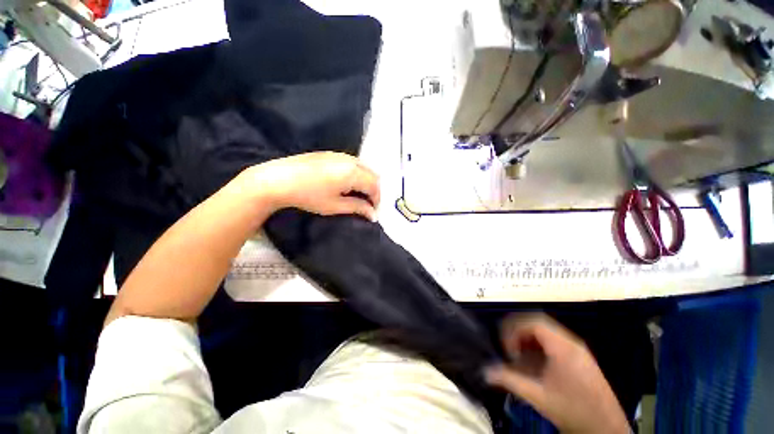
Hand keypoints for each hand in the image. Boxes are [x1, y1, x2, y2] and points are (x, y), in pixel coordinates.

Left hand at [242, 152, 379, 220]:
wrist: (278, 179)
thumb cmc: (308, 196)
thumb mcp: (335, 205)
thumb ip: (357, 207)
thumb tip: (373, 214)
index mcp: (353, 172)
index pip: (374, 186)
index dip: (376, 200)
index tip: (372, 212)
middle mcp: (351, 160)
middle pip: (372, 175)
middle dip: (373, 190)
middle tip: (367, 204)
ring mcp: (341, 155)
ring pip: (363, 167)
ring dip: (366, 181)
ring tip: (358, 195)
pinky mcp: (331, 154)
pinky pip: (353, 163)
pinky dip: (357, 174)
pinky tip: (347, 184)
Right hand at [484, 314, 628, 433]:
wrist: (606, 430)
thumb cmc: (572, 410)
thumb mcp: (538, 396)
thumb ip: (510, 380)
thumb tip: (485, 371)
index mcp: (562, 347)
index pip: (533, 322)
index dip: (514, 330)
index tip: (508, 349)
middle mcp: (571, 343)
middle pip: (538, 323)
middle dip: (519, 333)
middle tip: (510, 349)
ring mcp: (577, 350)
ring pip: (546, 333)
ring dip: (528, 341)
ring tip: (519, 358)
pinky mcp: (580, 359)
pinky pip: (554, 344)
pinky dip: (539, 349)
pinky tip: (534, 366)